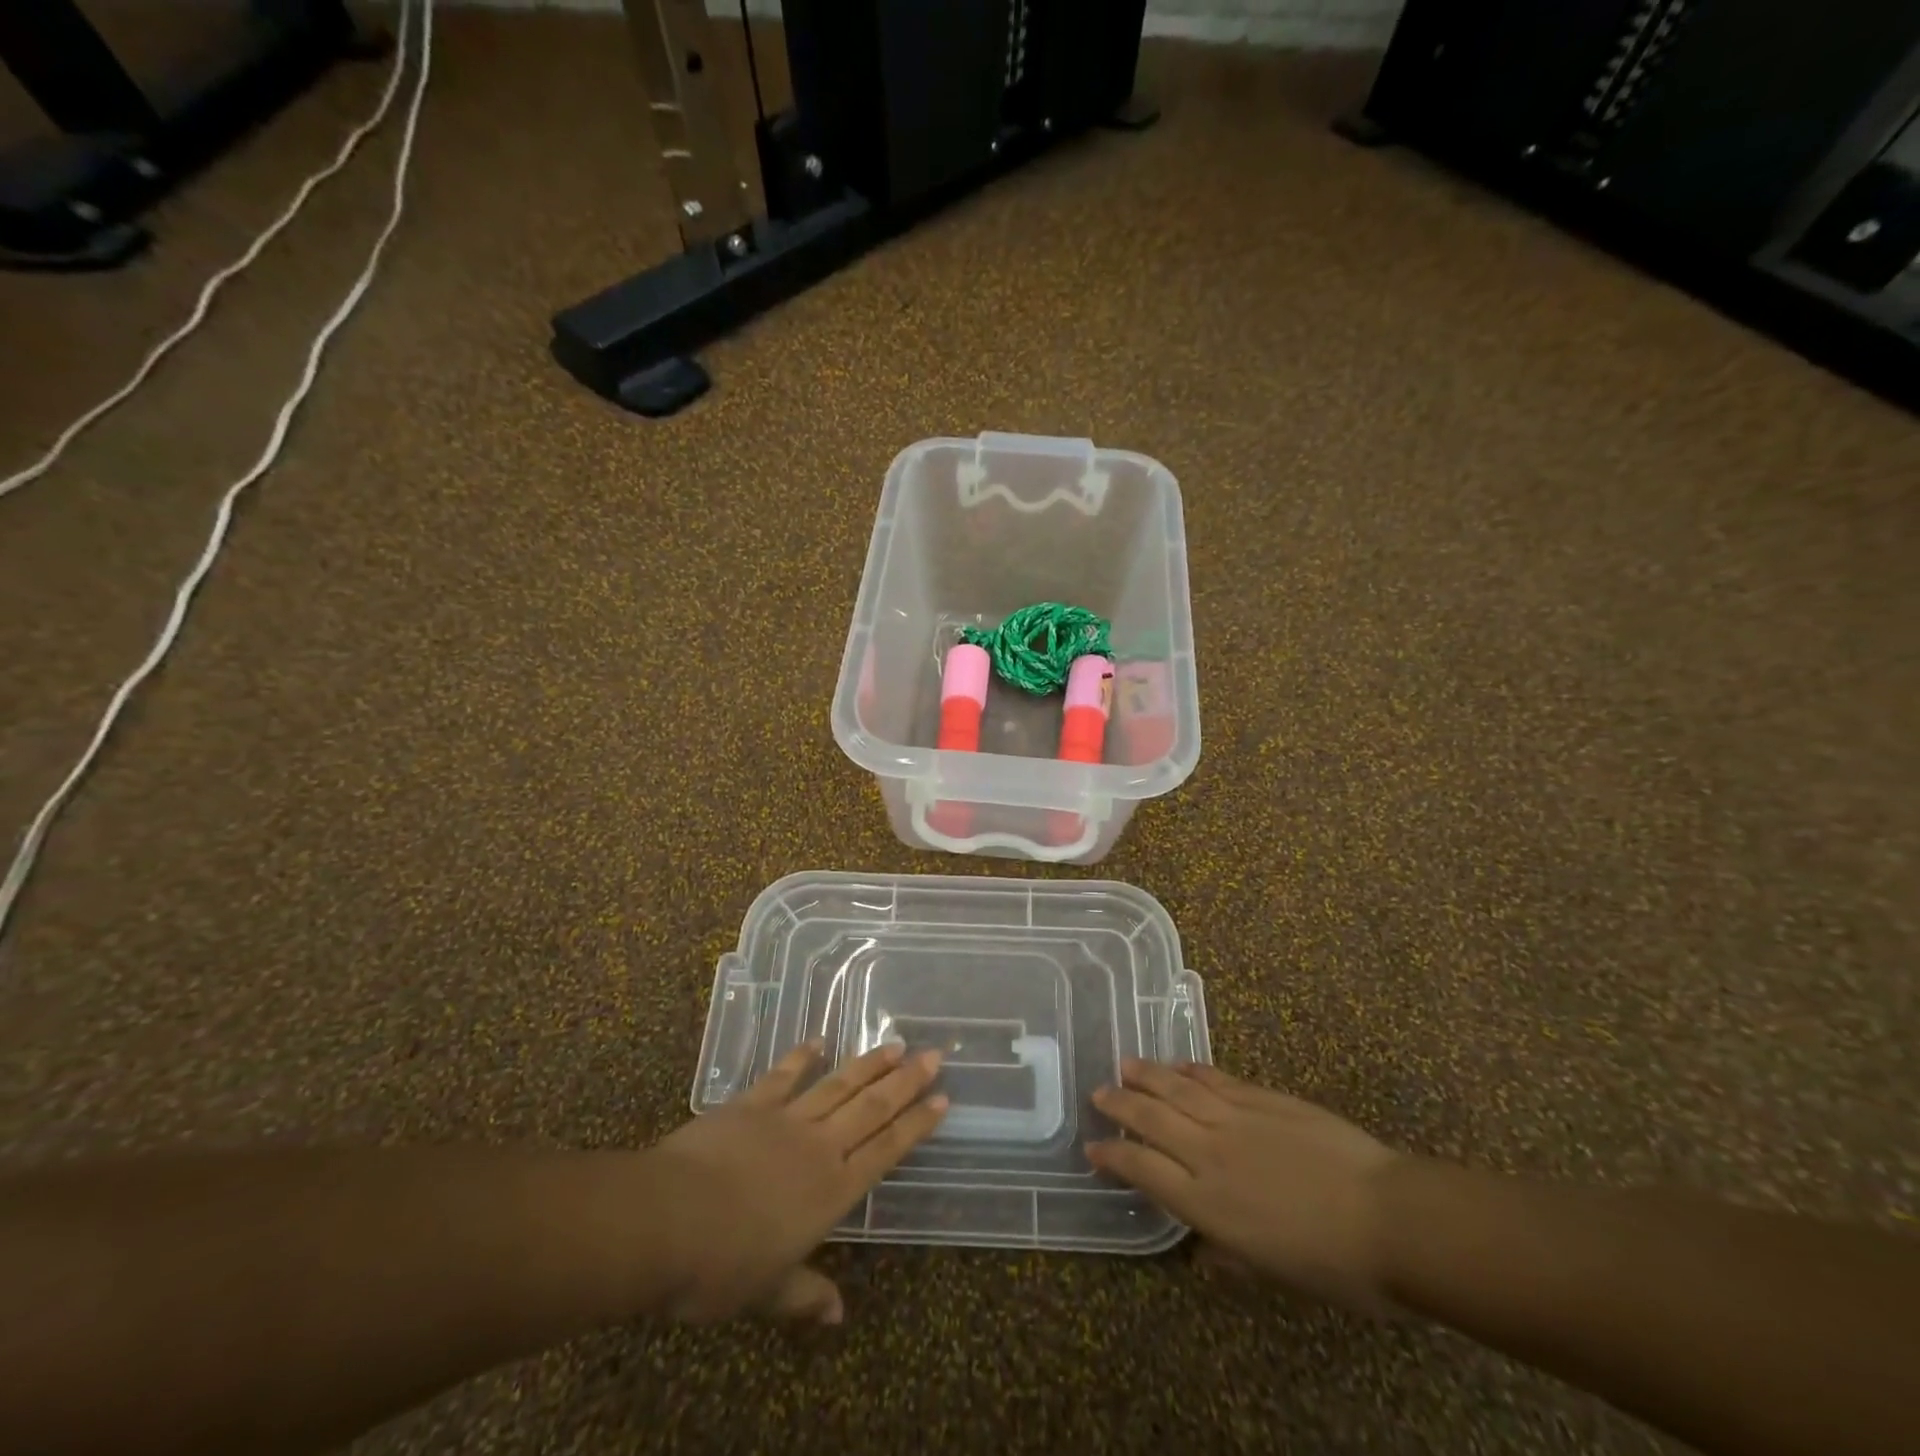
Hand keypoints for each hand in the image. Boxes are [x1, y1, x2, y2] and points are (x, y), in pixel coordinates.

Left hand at [645, 1041, 946, 1323]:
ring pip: (838, 1085)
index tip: (942, 1098)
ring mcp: (786, 1119)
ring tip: (894, 1045)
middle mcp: (819, 1147)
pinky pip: (783, 1075)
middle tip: (932, 1054)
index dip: (916, 1125)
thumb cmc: (722, 1266)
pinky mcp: (751, 1104)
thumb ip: (805, 1295)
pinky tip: (818, 1041)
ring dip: (868, 1065)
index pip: (886, 1151)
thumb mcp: (767, 1292)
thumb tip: (837, 1317)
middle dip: (905, 1082)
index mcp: (832, 1191)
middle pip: (871, 1108)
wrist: (669, 1219)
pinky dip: (802, 1056)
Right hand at [1087, 1060, 1401, 1314]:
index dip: (1114, 1156)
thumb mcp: (1276, 1276)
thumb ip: (1231, 1257)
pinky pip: (1216, 1079)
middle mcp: (1209, 1154)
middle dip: (1120, 1105)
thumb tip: (1203, 1252)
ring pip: (1177, 1088)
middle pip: (1151, 1119)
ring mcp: (1236, 1119)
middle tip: (1099, 1093)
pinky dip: (1192, 1070)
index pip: (1143, 1170)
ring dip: (1147, 1075)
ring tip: (1126, 1065)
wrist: (1390, 1218)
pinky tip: (1181, 1066)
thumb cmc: (1336, 1265)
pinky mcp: (1263, 1097)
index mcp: (1207, 1204)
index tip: (1093, 1148)